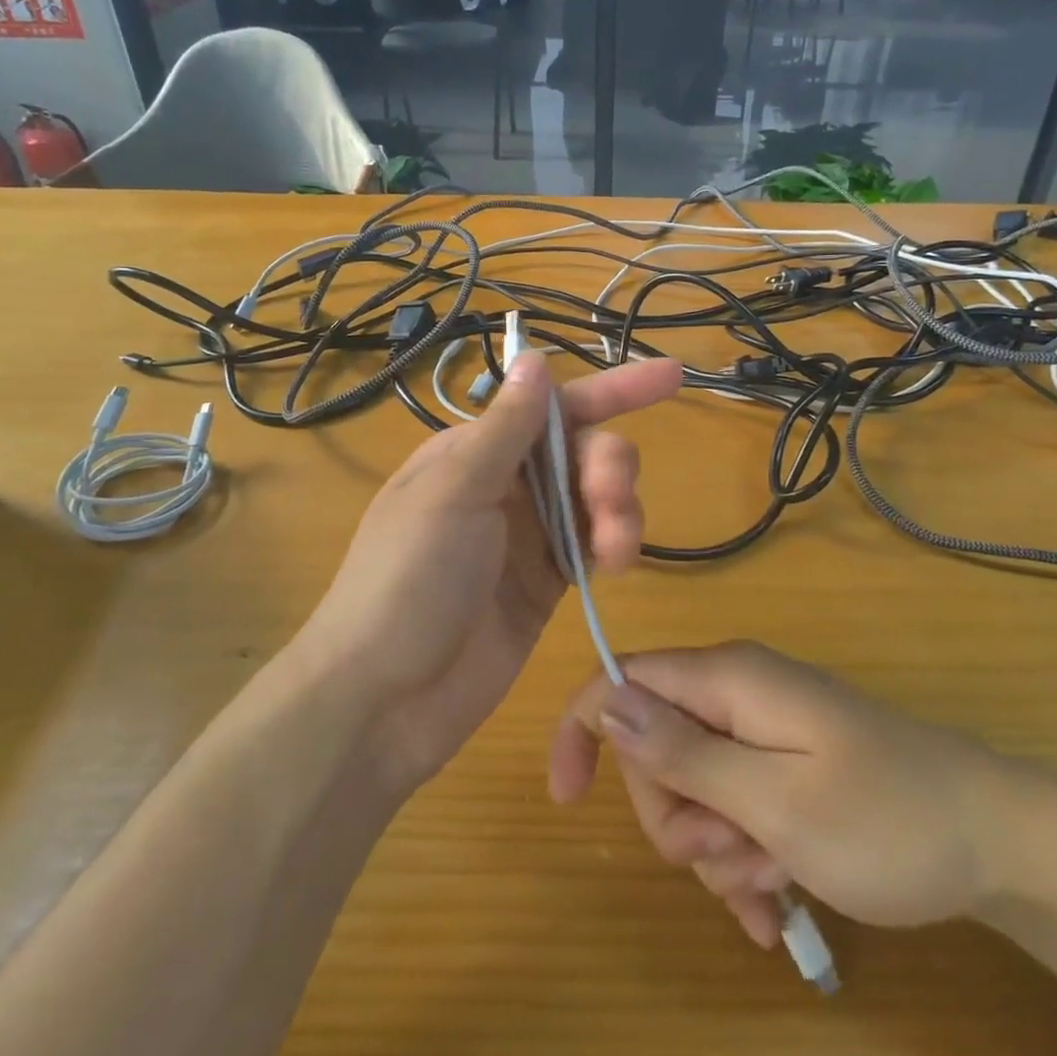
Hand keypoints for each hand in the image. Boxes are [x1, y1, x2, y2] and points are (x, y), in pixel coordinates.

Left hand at [297, 351, 682, 798]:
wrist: (385, 699)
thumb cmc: (407, 580)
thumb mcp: (453, 493)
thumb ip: (505, 429)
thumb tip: (533, 356)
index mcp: (475, 451)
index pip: (554, 407)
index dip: (613, 390)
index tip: (671, 377)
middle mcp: (506, 485)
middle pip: (584, 450)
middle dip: (609, 465)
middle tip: (609, 497)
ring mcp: (528, 536)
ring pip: (596, 498)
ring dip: (619, 509)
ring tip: (616, 548)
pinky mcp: (546, 583)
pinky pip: (594, 546)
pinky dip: (613, 545)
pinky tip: (614, 563)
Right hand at [548, 641, 1040, 947]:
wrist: (1000, 843)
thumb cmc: (887, 821)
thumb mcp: (774, 801)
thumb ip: (685, 753)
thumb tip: (607, 703)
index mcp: (728, 679)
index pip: (623, 679)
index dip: (583, 728)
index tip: (567, 801)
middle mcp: (738, 692)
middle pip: (654, 745)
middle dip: (675, 814)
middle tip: (731, 856)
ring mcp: (764, 729)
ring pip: (693, 786)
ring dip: (716, 849)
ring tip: (772, 886)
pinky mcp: (785, 763)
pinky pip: (733, 805)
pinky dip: (742, 856)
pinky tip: (777, 905)